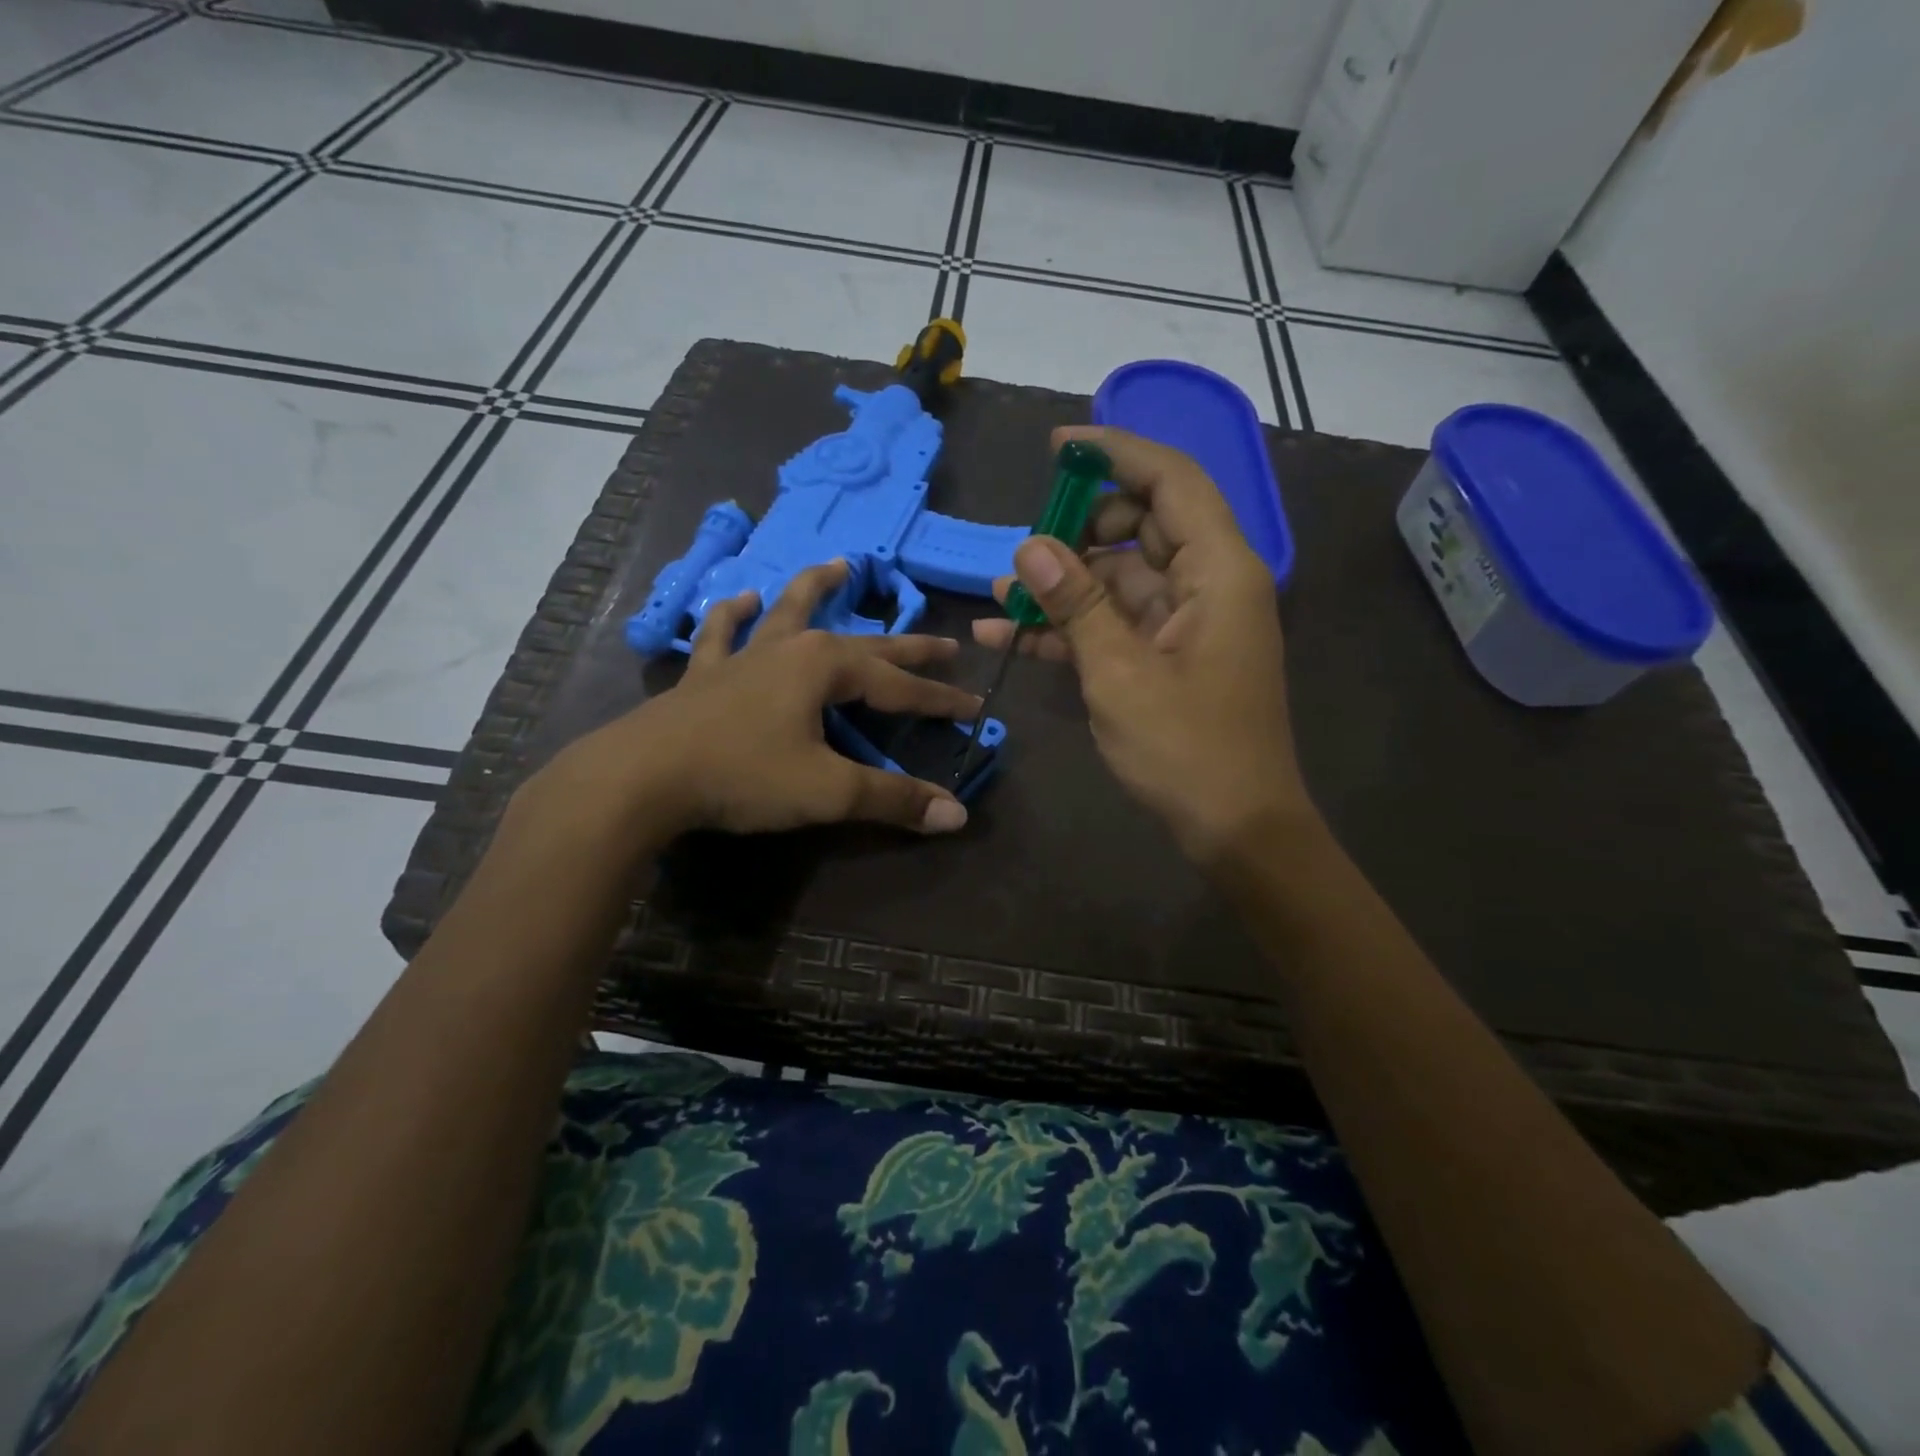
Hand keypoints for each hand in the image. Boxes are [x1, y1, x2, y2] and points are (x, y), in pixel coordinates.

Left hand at [532, 560, 978, 839]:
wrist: (643, 777)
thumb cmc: (743, 776)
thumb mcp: (828, 791)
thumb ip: (893, 799)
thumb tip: (957, 815)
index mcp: (826, 667)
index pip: (900, 685)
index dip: (940, 699)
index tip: (975, 708)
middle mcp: (790, 648)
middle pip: (863, 644)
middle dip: (907, 646)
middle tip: (946, 642)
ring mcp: (744, 656)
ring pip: (789, 612)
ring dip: (817, 589)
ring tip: (839, 565)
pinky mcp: (706, 674)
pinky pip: (722, 634)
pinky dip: (734, 615)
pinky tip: (743, 600)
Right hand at [973, 425, 1313, 861]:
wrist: (1235, 828)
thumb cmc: (1187, 749)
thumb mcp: (1120, 673)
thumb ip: (1076, 604)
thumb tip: (1029, 547)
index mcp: (1217, 571)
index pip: (1170, 481)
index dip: (1115, 453)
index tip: (1056, 448)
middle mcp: (1206, 584)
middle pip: (1139, 526)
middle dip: (1076, 529)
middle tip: (1023, 549)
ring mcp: (1185, 623)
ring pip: (1118, 578)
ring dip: (1061, 585)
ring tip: (997, 593)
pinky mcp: (1166, 657)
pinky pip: (1115, 623)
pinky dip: (1070, 627)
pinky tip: (1008, 636)